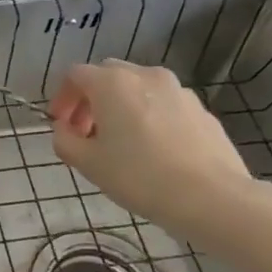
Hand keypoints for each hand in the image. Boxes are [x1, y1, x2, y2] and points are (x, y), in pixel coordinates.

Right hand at [49, 61, 254, 241]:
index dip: (62, 98)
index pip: (75, 75)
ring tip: (121, 142)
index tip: (61, 125)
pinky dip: (149, 116)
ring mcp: (178, 90)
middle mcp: (145, 76)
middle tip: (87, 132)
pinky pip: (164, 104)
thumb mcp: (87, 164)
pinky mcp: (201, 109)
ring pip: (138, 88)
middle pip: (108, 76)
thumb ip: (64, 140)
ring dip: (121, 107)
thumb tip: (63, 129)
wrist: (210, 196)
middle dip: (91, 99)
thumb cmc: (139, 176)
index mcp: (112, 83)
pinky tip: (153, 150)